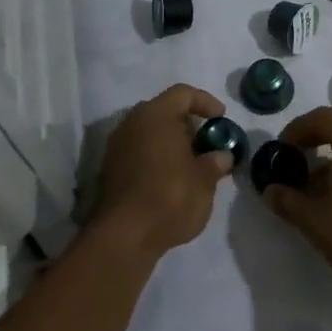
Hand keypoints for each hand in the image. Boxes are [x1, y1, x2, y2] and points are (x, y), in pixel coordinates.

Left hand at [91, 84, 232, 257]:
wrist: (124, 237)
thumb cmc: (170, 197)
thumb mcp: (205, 180)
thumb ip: (215, 162)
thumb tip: (221, 156)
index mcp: (155, 115)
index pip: (183, 94)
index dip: (205, 101)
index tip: (221, 118)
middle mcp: (132, 123)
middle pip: (163, 111)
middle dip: (187, 124)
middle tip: (206, 143)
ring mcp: (116, 147)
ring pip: (149, 133)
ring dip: (171, 142)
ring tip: (191, 164)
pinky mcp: (109, 170)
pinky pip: (138, 152)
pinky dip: (156, 158)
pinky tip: (171, 179)